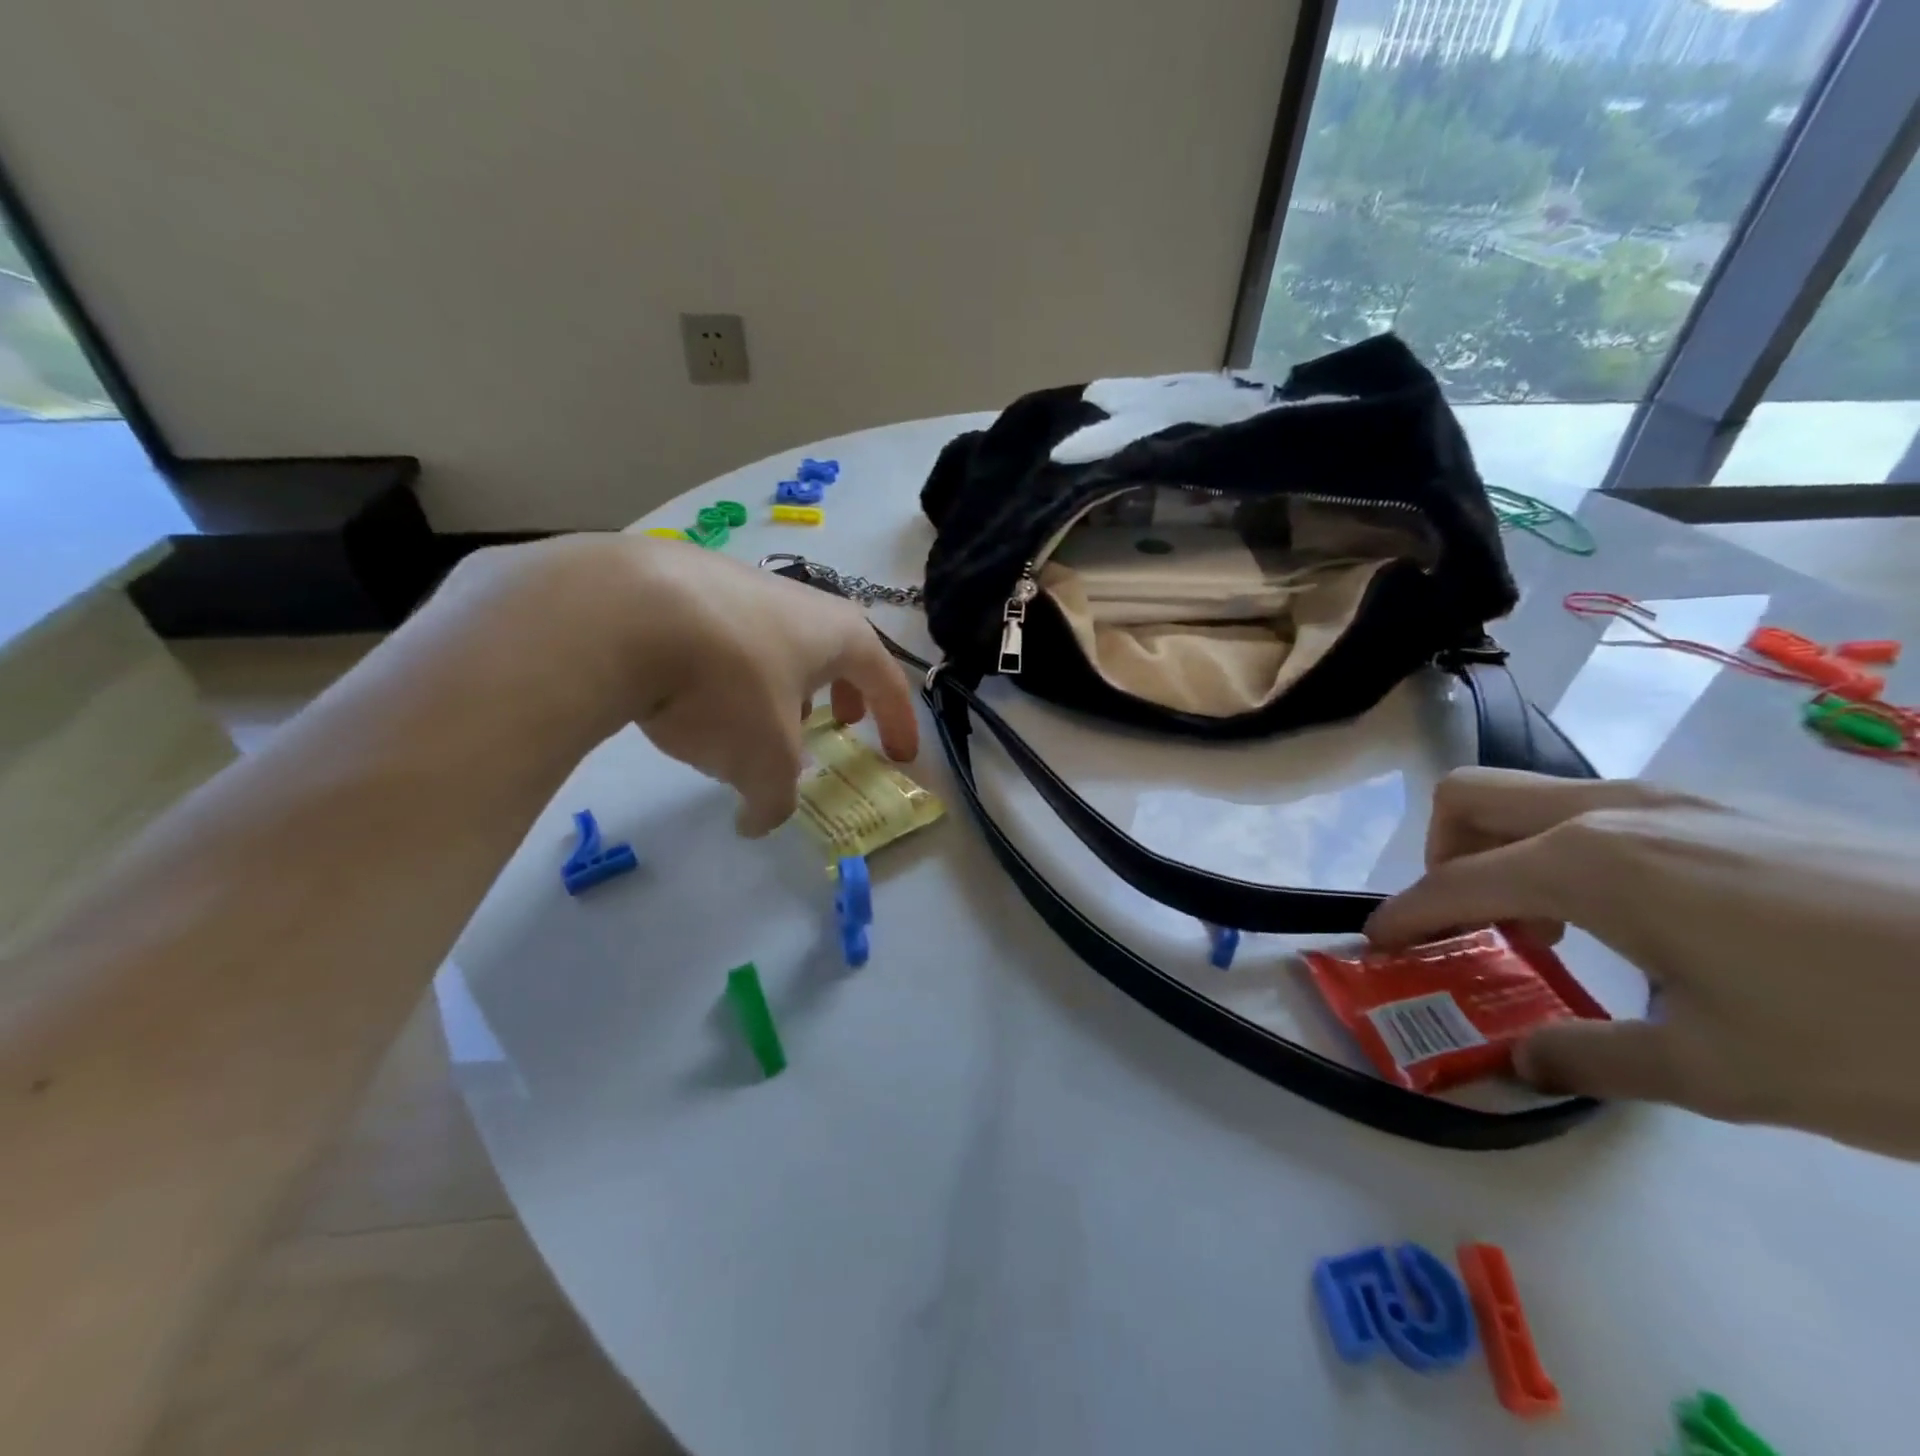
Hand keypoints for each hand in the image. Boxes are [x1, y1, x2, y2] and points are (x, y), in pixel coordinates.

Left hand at [444, 534, 918, 836]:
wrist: (623, 611)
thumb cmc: (727, 685)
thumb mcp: (764, 761)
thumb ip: (774, 801)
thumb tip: (757, 821)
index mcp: (839, 635)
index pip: (888, 680)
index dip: (899, 722)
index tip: (900, 756)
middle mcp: (799, 600)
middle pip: (837, 649)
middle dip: (845, 690)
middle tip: (843, 721)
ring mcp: (740, 584)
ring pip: (779, 641)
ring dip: (785, 681)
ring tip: (764, 717)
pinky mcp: (683, 582)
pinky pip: (727, 634)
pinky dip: (732, 669)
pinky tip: (698, 692)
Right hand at [1366, 768, 1919, 1158]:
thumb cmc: (1875, 1036)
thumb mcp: (1716, 1073)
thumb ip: (1590, 1057)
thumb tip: (1524, 1060)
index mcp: (1589, 863)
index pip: (1454, 882)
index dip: (1404, 914)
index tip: (1377, 943)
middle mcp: (1614, 809)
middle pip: (1472, 797)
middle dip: (1438, 854)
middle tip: (1462, 922)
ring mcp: (1676, 798)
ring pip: (1536, 798)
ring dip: (1506, 852)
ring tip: (1549, 932)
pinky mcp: (1729, 807)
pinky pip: (1603, 810)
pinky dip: (1571, 851)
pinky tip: (1636, 918)